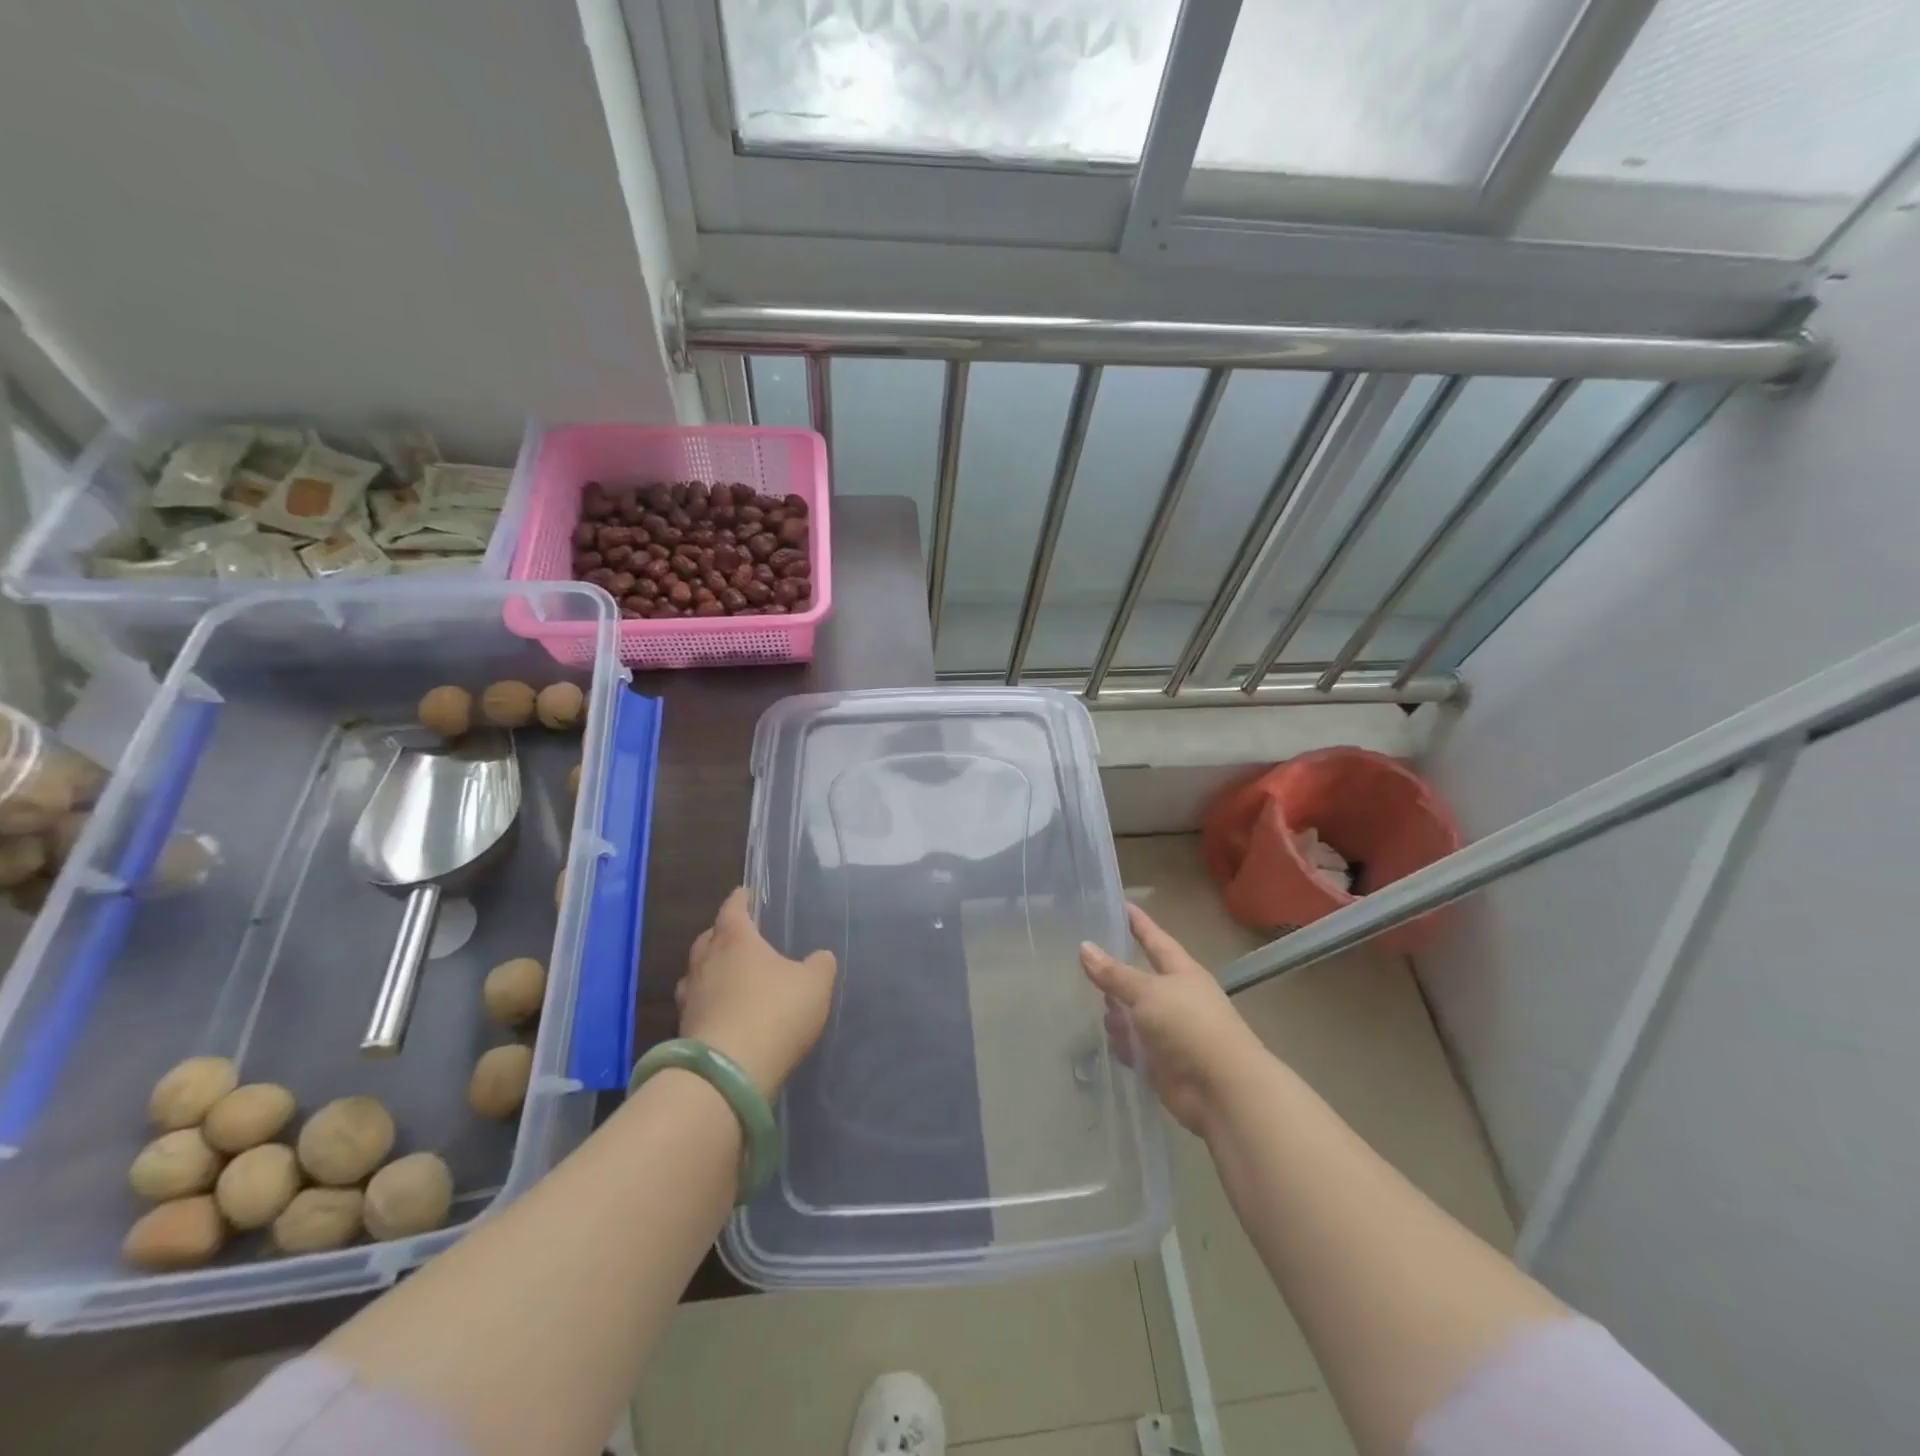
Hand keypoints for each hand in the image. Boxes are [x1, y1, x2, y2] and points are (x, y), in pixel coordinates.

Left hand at [676, 888, 836, 1098]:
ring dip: (709, 970)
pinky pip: (696, 1006)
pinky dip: (709, 1003)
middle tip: (737, 936)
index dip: (740, 899)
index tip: (745, 893)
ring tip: (727, 975)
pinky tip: (724, 1013)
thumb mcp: (814, 985)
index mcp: (736, 940)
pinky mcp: (684, 1031)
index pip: (733, 909)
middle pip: (708, 939)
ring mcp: (690, 998)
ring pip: (696, 973)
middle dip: (721, 934)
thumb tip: (820, 956)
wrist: (728, 1074)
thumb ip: (819, 966)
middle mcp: (706, 962)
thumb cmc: (775, 1013)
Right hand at [1080, 903, 1269, 1136]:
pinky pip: (1133, 1045)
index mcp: (1181, 972)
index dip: (1138, 923)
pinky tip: (1108, 1041)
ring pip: (1131, 1013)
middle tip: (1081, 960)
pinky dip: (1121, 1043)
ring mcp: (1168, 1030)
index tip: (1120, 904)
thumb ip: (1114, 973)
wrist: (1221, 1089)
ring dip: (1115, 1013)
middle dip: (1114, 974)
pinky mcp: (1160, 1061)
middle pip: (1138, 978)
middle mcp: (1175, 997)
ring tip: (1093, 1008)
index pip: (1155, 939)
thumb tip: (1084, 947)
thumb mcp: (1147, 992)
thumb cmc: (1188, 1026)